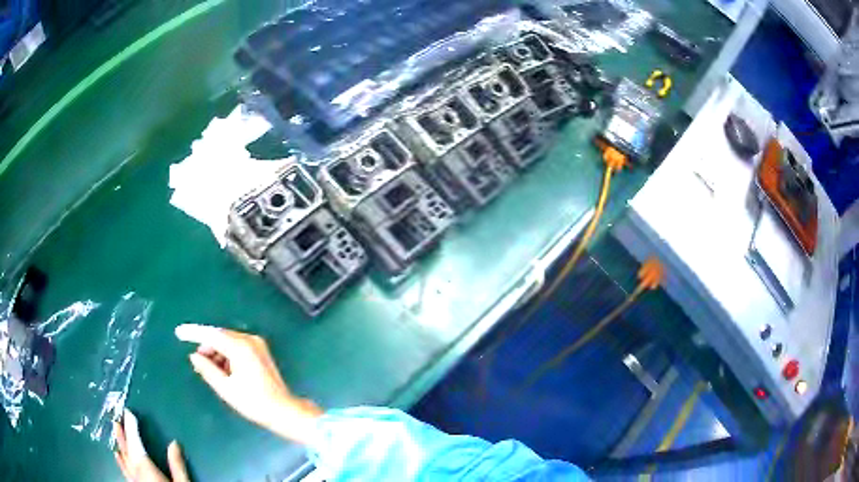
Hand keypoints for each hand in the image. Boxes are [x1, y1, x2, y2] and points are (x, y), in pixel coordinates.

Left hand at [113, 409, 187, 481]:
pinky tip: (117, 455)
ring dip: (120, 444)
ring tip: (115, 430)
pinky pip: (124, 470)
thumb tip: (174, 443)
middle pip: (127, 449)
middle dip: (123, 433)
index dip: (132, 427)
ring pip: (123, 458)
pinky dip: (120, 460)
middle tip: (118, 418)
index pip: (136, 443)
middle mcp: (136, 472)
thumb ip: (177, 465)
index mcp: (146, 468)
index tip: (129, 413)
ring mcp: (133, 480)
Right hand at [175, 324, 322, 443]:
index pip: (211, 335)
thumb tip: (194, 356)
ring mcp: (257, 344)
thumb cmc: (253, 402)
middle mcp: (249, 340)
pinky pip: (237, 347)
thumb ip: (207, 369)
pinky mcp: (260, 351)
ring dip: (216, 352)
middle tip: (196, 362)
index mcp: (240, 348)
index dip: (193, 333)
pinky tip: (223, 370)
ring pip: (228, 341)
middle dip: (206, 346)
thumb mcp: (225, 388)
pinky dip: (226, 355)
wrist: (284, 411)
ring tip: (210, 370)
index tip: (179, 332)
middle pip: (220, 336)